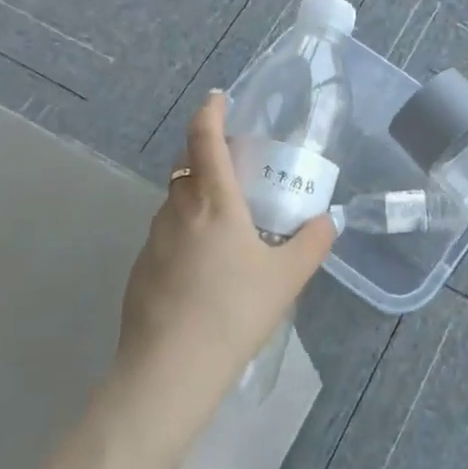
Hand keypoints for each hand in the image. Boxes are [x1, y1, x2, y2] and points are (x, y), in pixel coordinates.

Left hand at [116, 93, 335, 401]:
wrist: (170, 370)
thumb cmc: (234, 312)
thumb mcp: (287, 278)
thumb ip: (312, 243)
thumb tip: (327, 222)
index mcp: (214, 201)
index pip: (204, 138)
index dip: (210, 111)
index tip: (218, 98)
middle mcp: (178, 210)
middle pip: (187, 165)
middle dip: (207, 155)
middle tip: (237, 169)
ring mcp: (153, 239)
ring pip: (175, 201)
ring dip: (196, 196)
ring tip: (225, 224)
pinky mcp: (140, 268)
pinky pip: (166, 234)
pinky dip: (184, 232)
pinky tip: (203, 269)